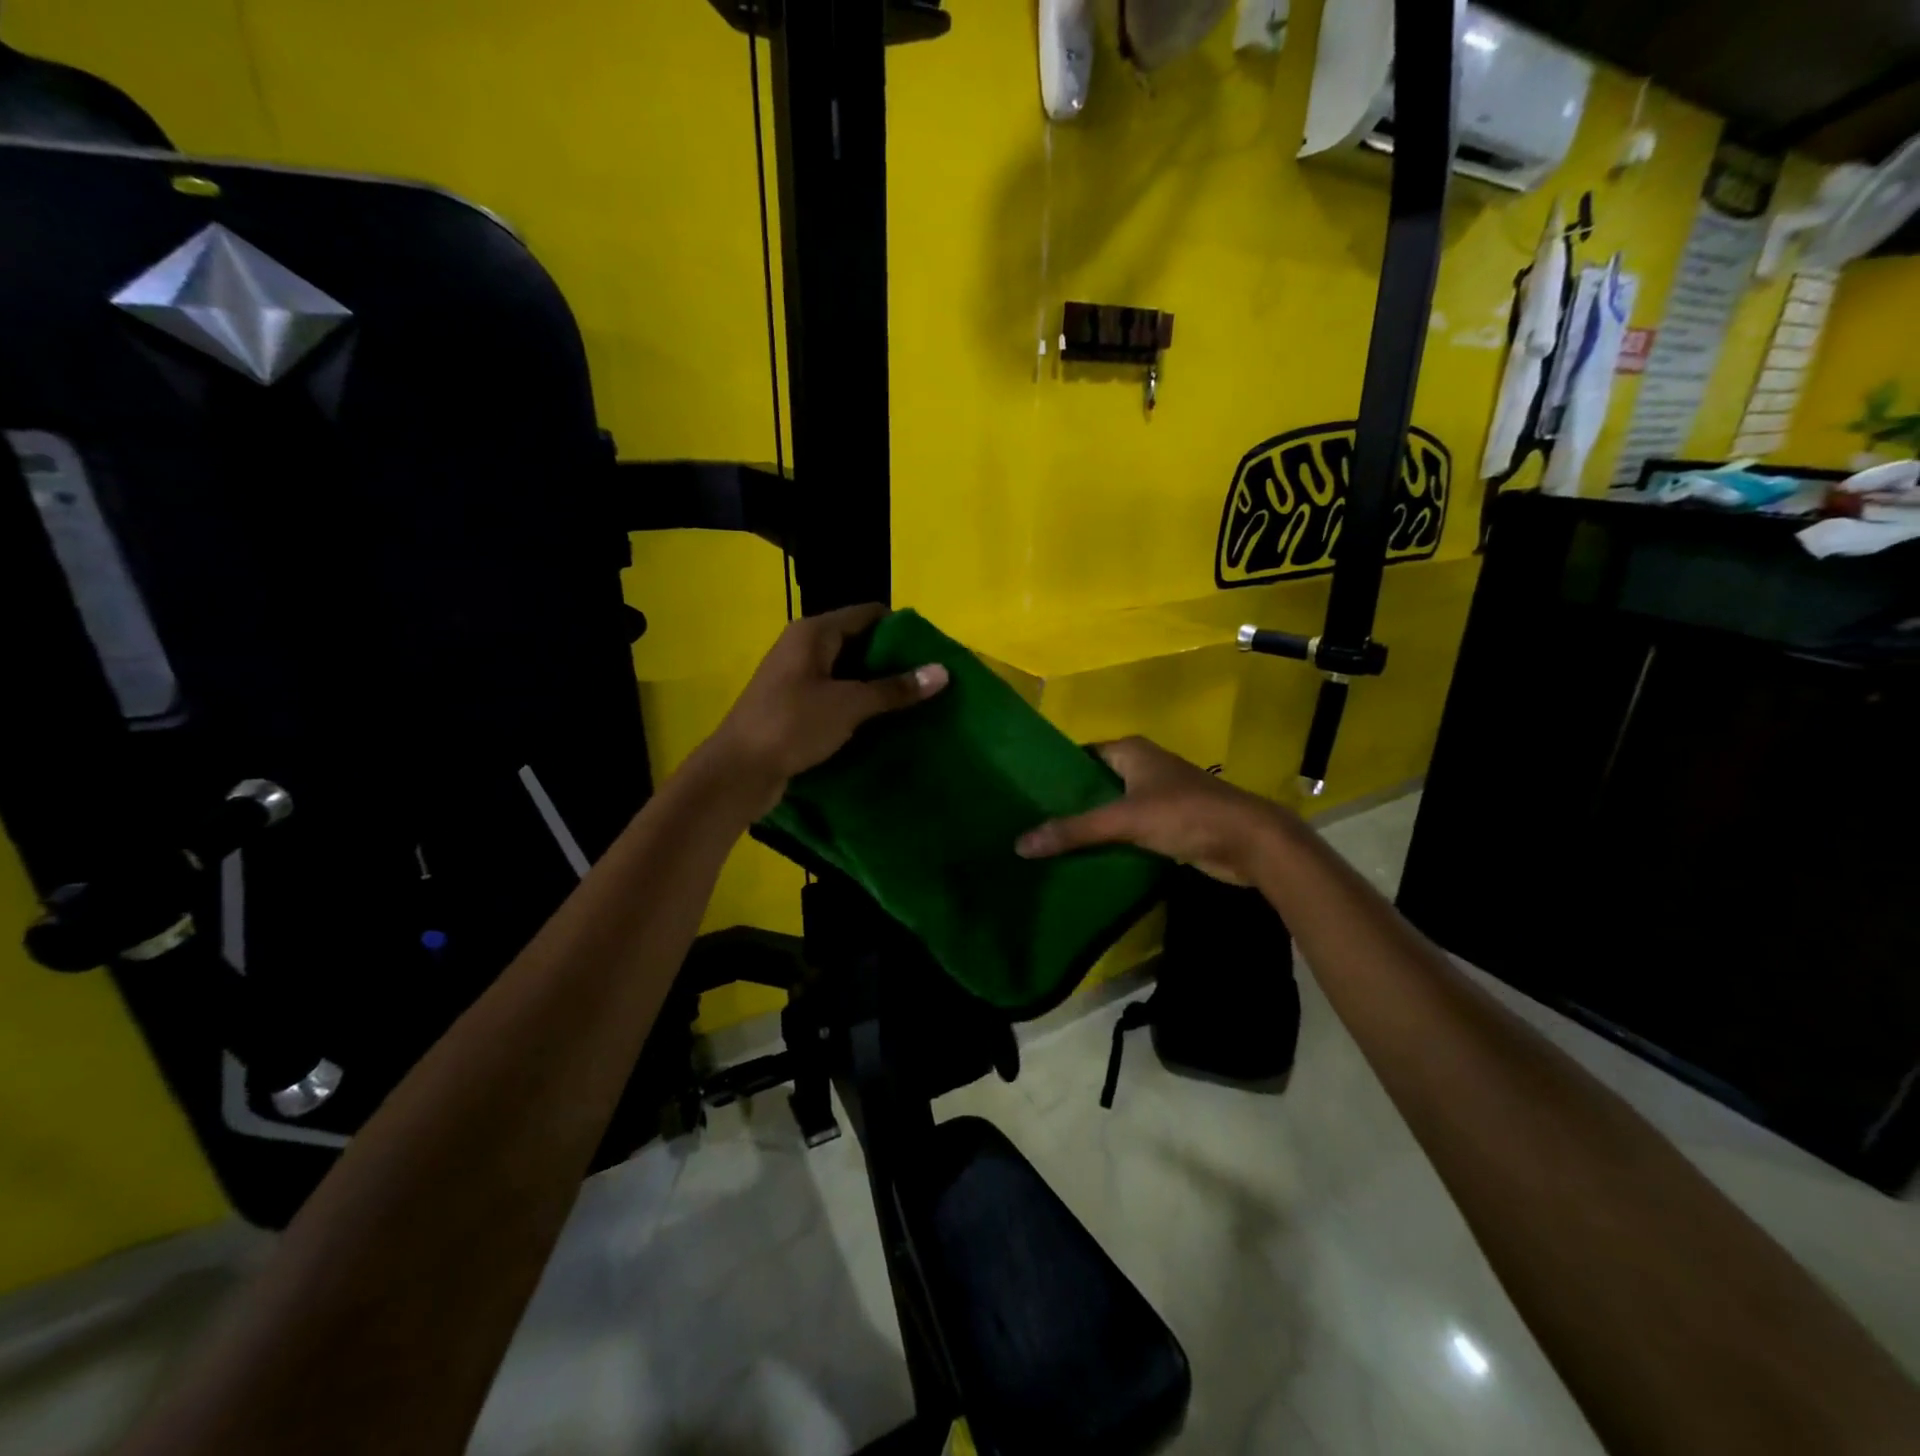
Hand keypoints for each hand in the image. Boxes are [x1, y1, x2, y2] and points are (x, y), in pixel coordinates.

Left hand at [696, 603, 947, 814]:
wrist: (739, 771)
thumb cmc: (793, 725)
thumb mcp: (850, 704)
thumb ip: (896, 688)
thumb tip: (942, 671)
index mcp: (814, 633)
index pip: (868, 614)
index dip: (901, 629)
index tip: (932, 651)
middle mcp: (804, 647)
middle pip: (859, 642)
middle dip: (893, 660)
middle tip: (928, 681)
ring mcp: (797, 677)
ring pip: (847, 673)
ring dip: (876, 686)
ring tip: (914, 702)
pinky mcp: (794, 706)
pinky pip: (835, 696)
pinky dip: (858, 705)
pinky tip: (882, 722)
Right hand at [1015, 737, 1291, 885]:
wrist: (1250, 842)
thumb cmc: (1186, 814)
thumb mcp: (1125, 819)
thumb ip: (1074, 831)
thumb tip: (1020, 844)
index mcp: (1131, 750)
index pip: (1081, 754)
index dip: (1055, 771)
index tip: (1024, 791)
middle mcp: (1143, 766)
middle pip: (1094, 782)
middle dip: (1067, 802)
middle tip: (1029, 821)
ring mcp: (1157, 795)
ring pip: (1111, 807)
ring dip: (1088, 824)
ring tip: (1047, 841)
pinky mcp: (1168, 823)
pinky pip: (1127, 828)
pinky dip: (1109, 840)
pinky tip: (1083, 857)